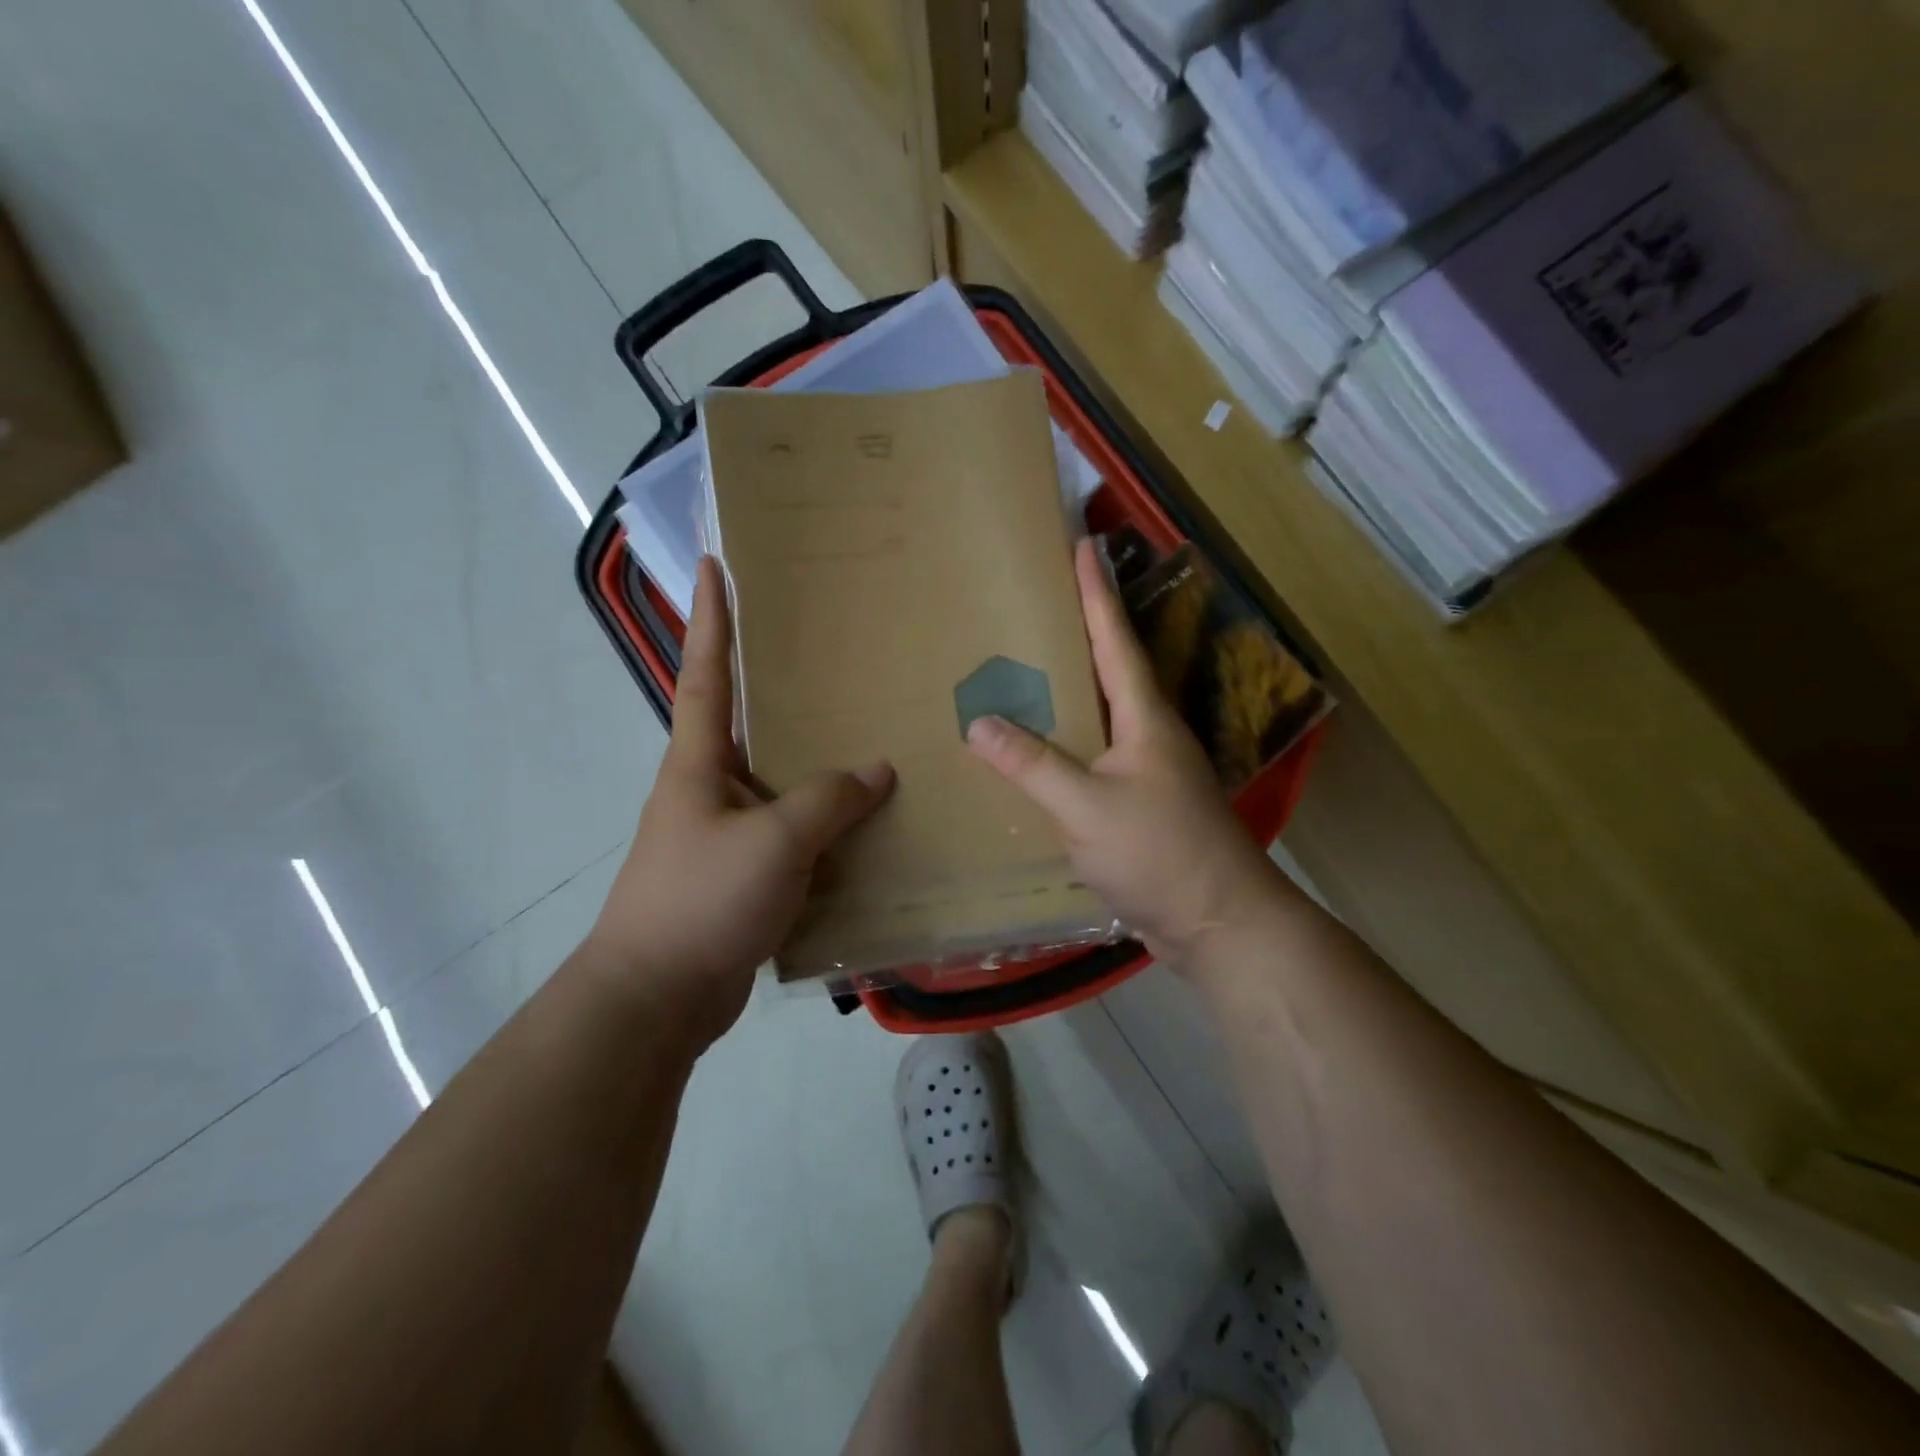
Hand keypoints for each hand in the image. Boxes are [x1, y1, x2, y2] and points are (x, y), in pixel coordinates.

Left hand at [585, 557, 893, 1045]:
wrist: (657, 998)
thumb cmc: (702, 900)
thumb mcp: (773, 841)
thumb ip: (828, 801)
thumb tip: (878, 770)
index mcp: (698, 763)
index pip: (706, 672)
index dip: (711, 617)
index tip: (716, 566)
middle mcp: (710, 788)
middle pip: (751, 723)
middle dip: (783, 687)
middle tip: (833, 654)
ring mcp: (727, 835)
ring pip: (781, 784)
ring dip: (817, 765)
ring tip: (870, 734)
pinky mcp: (745, 877)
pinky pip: (795, 836)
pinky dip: (827, 827)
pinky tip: (868, 825)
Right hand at [965, 538, 1283, 966]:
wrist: (1217, 922)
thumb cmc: (1159, 853)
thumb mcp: (1086, 806)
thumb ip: (1032, 764)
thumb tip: (978, 722)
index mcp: (1143, 718)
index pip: (1113, 639)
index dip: (1095, 592)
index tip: (1082, 545)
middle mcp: (1148, 734)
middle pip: (1108, 670)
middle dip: (1078, 632)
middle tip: (1035, 605)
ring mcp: (1147, 771)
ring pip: (1099, 717)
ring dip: (1068, 692)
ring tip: (1023, 672)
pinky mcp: (1138, 806)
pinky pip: (1093, 760)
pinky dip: (1064, 746)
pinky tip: (1035, 755)